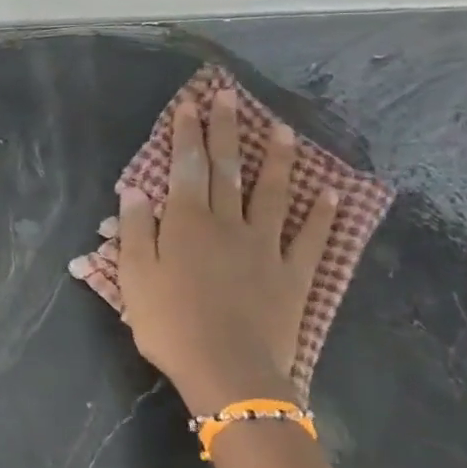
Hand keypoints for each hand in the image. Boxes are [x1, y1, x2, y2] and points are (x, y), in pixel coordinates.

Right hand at [116, 89, 337, 416]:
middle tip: (230, 97)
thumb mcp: (135, 277)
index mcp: (187, 224)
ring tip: (284, 129)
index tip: (190, 105)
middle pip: (227, 170)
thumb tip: (137, 190)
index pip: (186, 168)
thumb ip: (136, 230)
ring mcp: (266, 247)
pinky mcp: (293, 274)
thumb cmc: (170, 323)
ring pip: (273, 194)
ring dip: (278, 159)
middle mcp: (228, 224)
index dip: (187, 135)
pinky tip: (331, 193)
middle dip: (226, 131)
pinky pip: (310, 238)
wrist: (228, 370)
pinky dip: (322, 215)